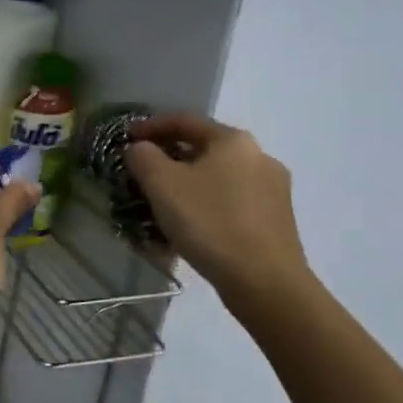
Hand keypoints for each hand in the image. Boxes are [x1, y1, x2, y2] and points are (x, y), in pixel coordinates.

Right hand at [125, 112, 310, 302]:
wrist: (265, 282)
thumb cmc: (209, 222)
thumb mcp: (162, 184)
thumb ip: (143, 157)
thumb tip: (140, 148)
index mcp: (233, 140)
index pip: (184, 120)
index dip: (150, 126)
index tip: (126, 138)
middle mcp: (259, 156)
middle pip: (204, 149)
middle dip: (170, 158)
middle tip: (142, 173)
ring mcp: (273, 189)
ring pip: (218, 177)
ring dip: (188, 184)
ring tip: (163, 203)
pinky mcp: (277, 220)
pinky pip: (232, 202)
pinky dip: (207, 205)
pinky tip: (191, 226)